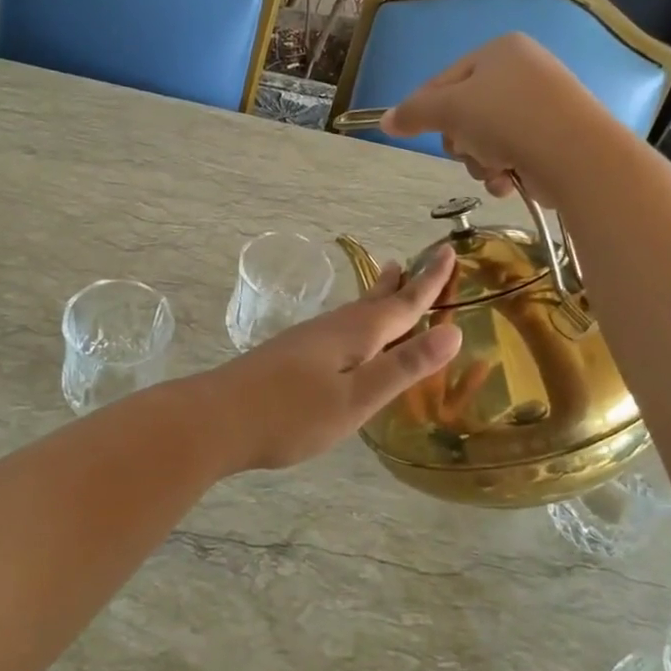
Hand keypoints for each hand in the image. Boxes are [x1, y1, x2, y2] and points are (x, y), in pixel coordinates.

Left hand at [199, 246, 461, 471]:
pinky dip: (358, 320)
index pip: (403, 303)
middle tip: (419, 260)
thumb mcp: (357, 397)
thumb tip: (453, 331)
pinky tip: (348, 335)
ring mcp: (308, 340)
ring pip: (354, 311)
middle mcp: (333, 328)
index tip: (448, 251)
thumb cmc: (292, 414)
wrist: (217, 419)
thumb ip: (403, 366)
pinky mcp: (292, 355)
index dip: (430, 281)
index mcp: (355, 333)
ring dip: (378, 297)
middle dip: (402, 283)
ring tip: (389, 282)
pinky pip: (339, 327)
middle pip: (376, 300)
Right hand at [380, 34, 595, 205]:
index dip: (426, 109)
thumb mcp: (450, 110)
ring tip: (495, 168)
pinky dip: (504, 169)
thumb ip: (413, 113)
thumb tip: (384, 121)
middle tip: (469, 150)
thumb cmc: (507, 119)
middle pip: (465, 111)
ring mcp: (543, 104)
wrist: (578, 156)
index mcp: (500, 50)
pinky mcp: (556, 137)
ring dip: (481, 160)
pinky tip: (509, 180)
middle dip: (461, 141)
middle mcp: (523, 70)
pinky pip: (512, 151)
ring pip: (486, 137)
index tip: (414, 133)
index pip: (443, 80)